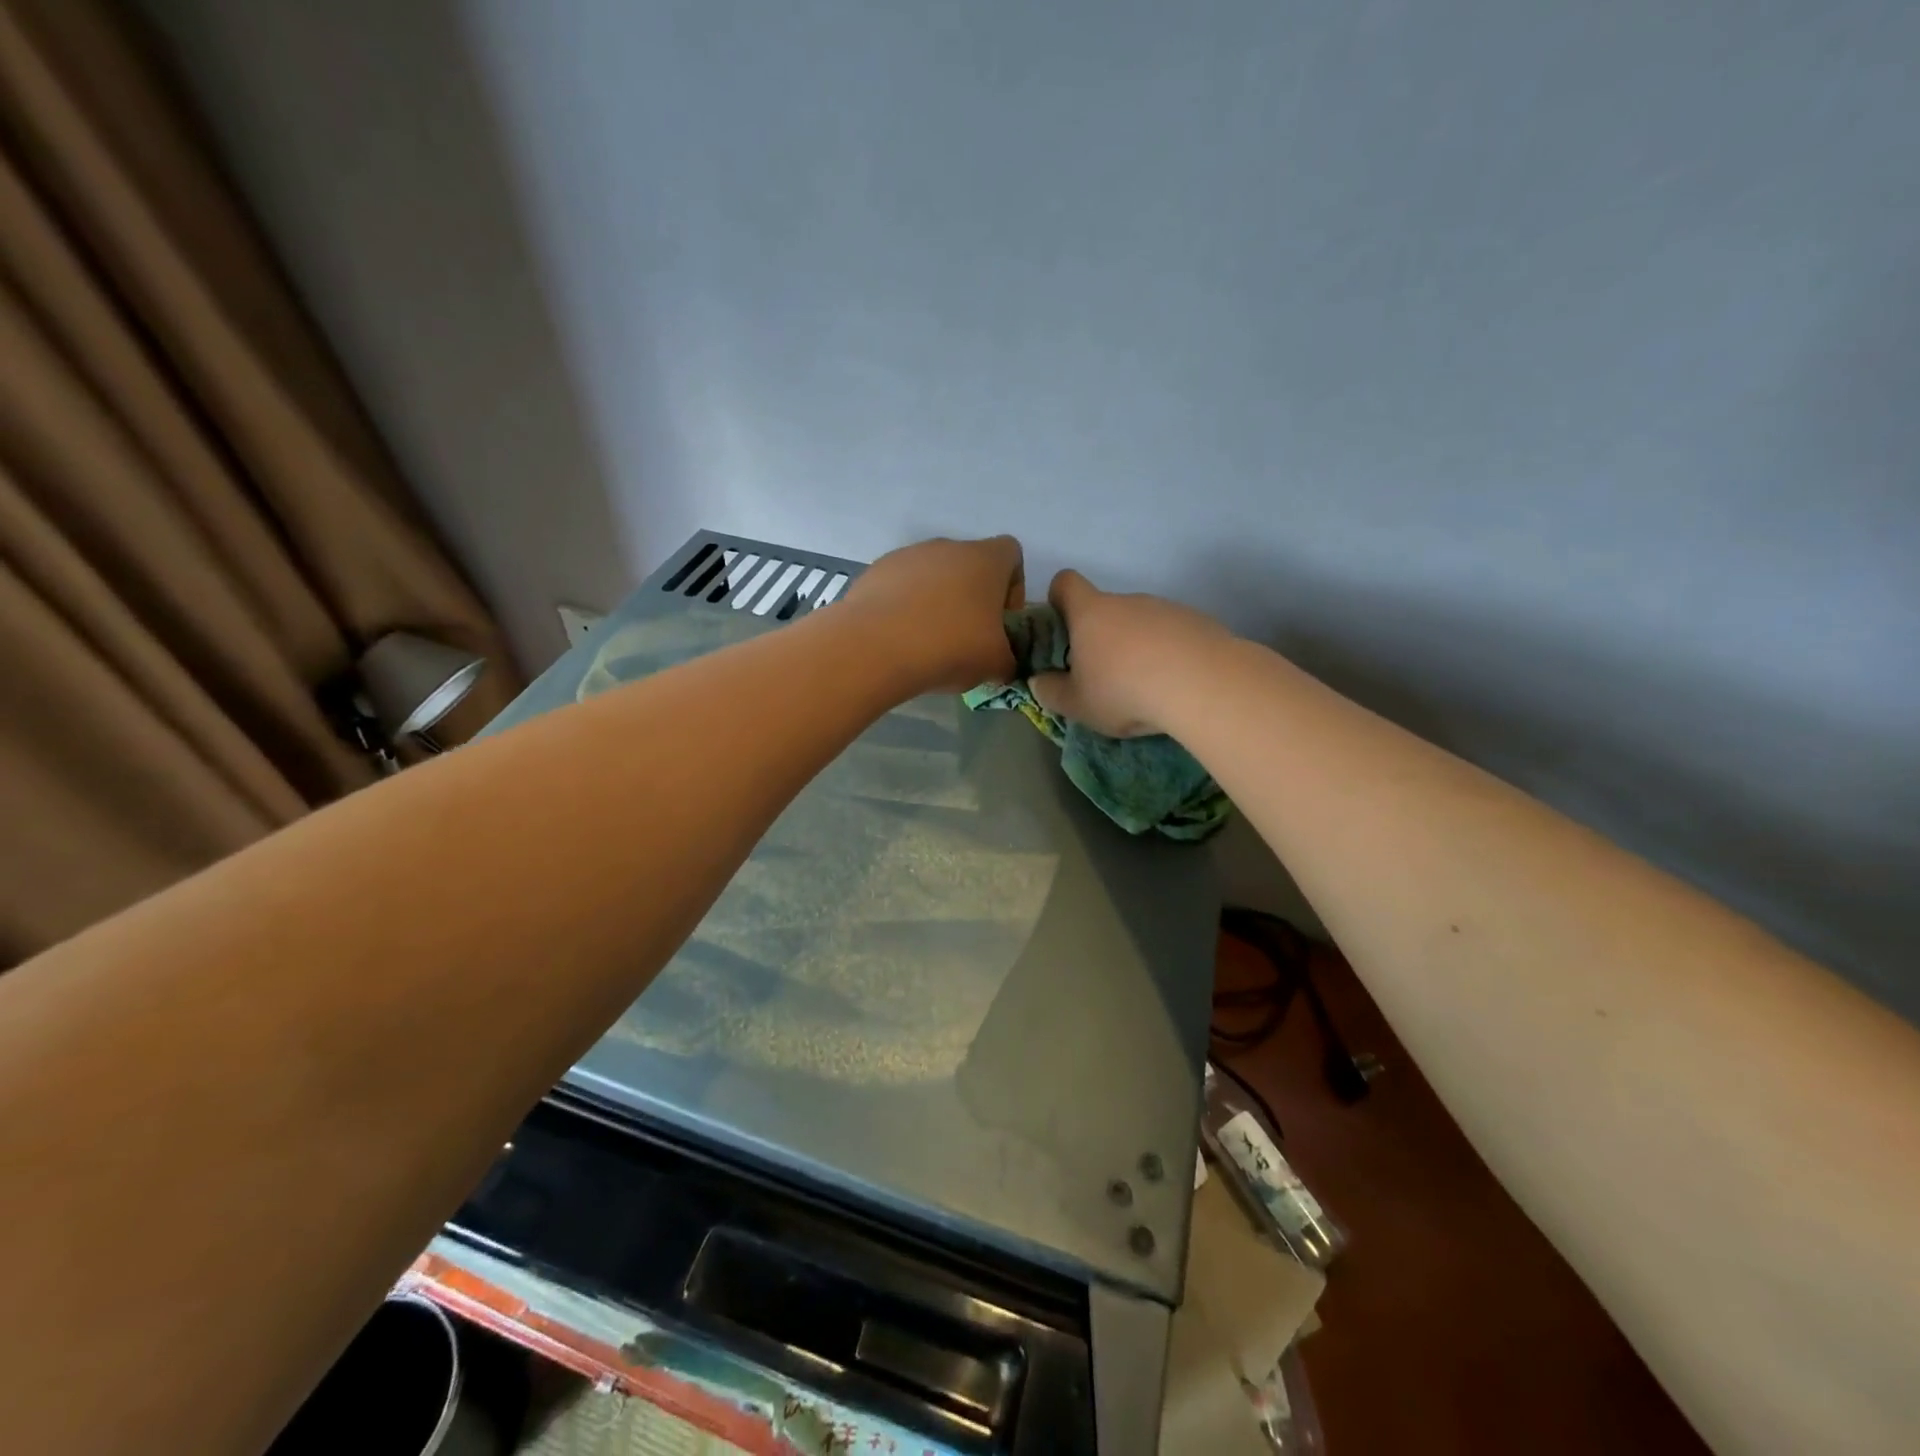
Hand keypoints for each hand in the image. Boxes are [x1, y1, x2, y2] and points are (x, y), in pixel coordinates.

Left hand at [839, 535, 1024, 692]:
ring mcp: (907, 556)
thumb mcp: (996, 664)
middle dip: (971, 599)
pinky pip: (901, 587)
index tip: (1002, 621)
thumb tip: (1002, 663)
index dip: (1013, 588)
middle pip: (969, 566)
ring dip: (936, 603)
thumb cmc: (950, 647)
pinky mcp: (875, 572)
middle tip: (966, 639)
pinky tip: (899, 639)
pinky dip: (905, 608)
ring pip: (932, 576)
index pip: (1011, 554)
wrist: (875, 648)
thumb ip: (1009, 659)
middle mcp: (947, 547)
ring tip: (928, 642)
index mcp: (985, 559)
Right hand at [1028, 569, 1231, 735]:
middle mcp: (1127, 601)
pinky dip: (1169, 653)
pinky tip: (1175, 684)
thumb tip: (1037, 681)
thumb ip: (1051, 692)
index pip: (1065, 583)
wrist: (1203, 683)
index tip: (1061, 626)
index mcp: (1090, 613)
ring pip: (1141, 623)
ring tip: (1145, 687)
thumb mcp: (1077, 704)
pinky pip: (1173, 634)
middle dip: (1101, 636)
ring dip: (1137, 646)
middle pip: (1106, 608)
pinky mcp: (1198, 622)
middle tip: (1102, 676)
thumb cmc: (1124, 690)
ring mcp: (1166, 608)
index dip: (1057, 598)